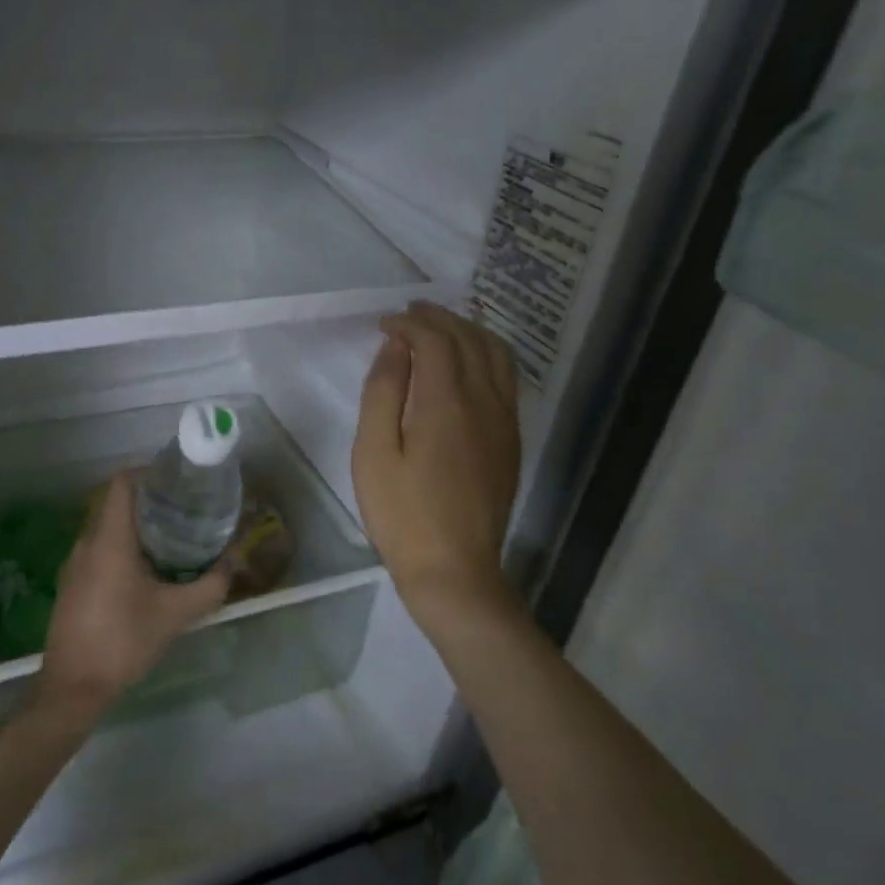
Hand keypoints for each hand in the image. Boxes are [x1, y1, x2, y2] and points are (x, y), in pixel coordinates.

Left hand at [35, 470, 230, 724]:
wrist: (73, 687)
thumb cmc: (124, 641)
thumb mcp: (176, 614)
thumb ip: (210, 585)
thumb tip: (235, 560)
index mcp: (109, 538)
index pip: (123, 482)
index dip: (150, 473)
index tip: (179, 483)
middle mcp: (87, 541)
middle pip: (116, 501)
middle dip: (151, 500)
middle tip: (185, 509)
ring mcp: (75, 562)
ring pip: (107, 526)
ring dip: (137, 524)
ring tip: (173, 536)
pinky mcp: (72, 582)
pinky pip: (99, 547)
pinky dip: (123, 545)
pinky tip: (147, 569)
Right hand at [352, 302, 521, 631]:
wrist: (454, 570)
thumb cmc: (402, 514)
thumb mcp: (374, 453)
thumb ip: (383, 393)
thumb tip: (394, 347)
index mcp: (446, 402)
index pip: (434, 340)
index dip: (409, 324)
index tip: (384, 325)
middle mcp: (484, 401)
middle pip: (469, 339)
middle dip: (439, 318)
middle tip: (408, 314)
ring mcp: (504, 421)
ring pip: (497, 354)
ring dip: (468, 331)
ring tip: (439, 328)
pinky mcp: (511, 439)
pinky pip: (506, 379)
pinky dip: (486, 355)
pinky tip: (467, 364)